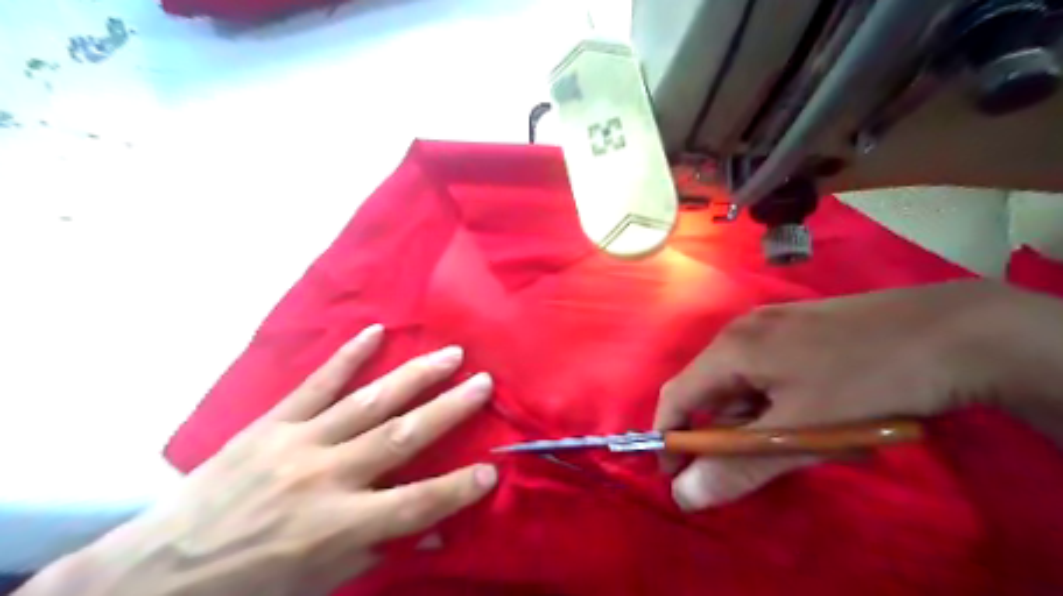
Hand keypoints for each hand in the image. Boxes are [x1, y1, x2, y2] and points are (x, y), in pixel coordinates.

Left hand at [29, 326, 496, 595]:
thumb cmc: (248, 588)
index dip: (456, 488)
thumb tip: (436, 535)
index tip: (492, 468)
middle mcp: (323, 478)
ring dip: (414, 376)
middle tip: (484, 382)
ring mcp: (297, 443)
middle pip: (399, 436)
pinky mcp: (272, 423)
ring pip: (368, 401)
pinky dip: (347, 356)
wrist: (155, 573)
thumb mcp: (320, 584)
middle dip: (449, 409)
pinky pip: (316, 383)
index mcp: (335, 527)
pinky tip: (375, 332)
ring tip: (450, 354)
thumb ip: (380, 551)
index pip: (413, 505)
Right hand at [658, 283, 1061, 508]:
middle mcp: (743, 331)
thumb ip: (739, 467)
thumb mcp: (801, 432)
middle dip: (725, 433)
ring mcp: (773, 326)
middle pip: (711, 390)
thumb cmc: (866, 380)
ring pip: (744, 384)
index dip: (670, 438)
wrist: (955, 331)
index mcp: (732, 349)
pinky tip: (818, 415)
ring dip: (758, 420)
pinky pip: (769, 372)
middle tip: (758, 464)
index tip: (678, 477)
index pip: (677, 396)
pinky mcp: (799, 329)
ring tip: (803, 441)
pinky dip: (778, 403)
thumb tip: (685, 497)